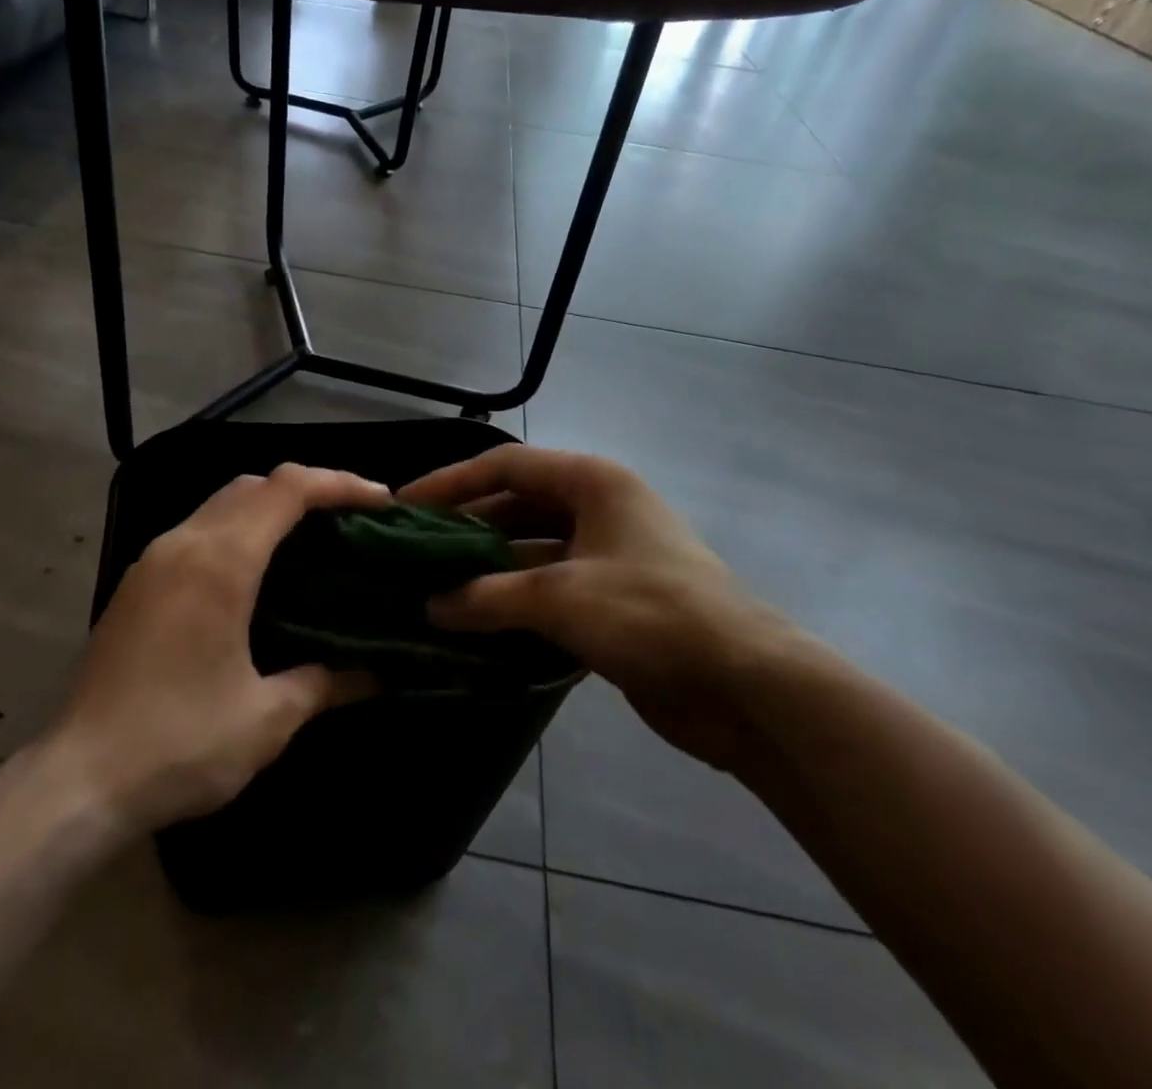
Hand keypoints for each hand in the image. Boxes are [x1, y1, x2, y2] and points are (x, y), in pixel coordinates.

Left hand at [51, 463, 390, 834]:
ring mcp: (153, 560)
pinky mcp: (136, 583)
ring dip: (268, 507)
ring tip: (311, 541)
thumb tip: (374, 675)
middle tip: (350, 521)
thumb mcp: (266, 719)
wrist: (77, 782)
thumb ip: (325, 683)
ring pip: (220, 503)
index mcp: (220, 562)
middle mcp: (183, 543)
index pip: (287, 489)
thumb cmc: (179, 745)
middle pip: (253, 484)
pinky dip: (237, 530)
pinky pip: (197, 530)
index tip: (380, 503)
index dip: (339, 483)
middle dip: (307, 490)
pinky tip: (256, 573)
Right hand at [400, 445, 804, 774]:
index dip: (452, 482)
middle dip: (466, 528)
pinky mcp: (610, 600)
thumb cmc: (651, 614)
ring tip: (433, 587)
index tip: (405, 505)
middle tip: (414, 552)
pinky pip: (547, 588)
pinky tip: (474, 622)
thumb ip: (488, 596)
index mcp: (591, 482)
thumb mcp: (559, 598)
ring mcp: (606, 555)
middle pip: (516, 506)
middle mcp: (598, 508)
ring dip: (487, 568)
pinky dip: (512, 601)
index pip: (505, 466)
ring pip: (530, 550)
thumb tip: (430, 605)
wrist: (746, 687)